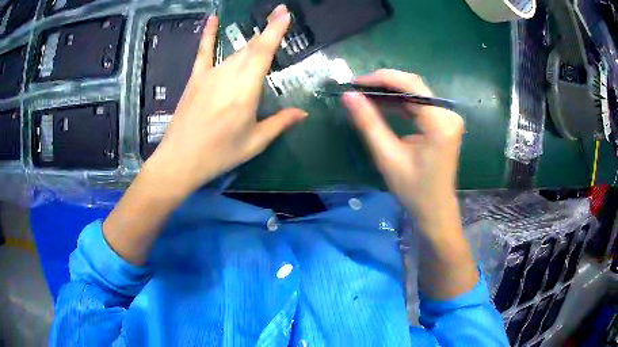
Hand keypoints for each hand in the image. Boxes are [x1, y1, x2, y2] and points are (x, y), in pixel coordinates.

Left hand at [147, 5, 306, 193]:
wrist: (180, 160)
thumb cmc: (219, 154)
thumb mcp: (255, 142)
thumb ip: (280, 123)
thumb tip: (303, 113)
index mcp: (246, 89)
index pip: (264, 51)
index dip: (276, 29)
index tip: (285, 12)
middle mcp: (229, 74)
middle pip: (251, 47)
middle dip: (268, 29)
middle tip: (280, 15)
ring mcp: (210, 74)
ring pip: (235, 51)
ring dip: (251, 42)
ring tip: (263, 34)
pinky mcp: (196, 78)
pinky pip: (204, 51)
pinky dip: (208, 34)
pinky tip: (212, 19)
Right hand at [342, 70, 464, 235]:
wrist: (435, 209)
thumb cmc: (413, 189)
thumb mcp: (387, 157)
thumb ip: (368, 123)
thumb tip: (348, 96)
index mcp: (440, 122)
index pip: (410, 85)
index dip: (381, 79)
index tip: (355, 83)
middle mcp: (448, 114)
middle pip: (414, 86)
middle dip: (384, 84)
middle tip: (357, 88)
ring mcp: (448, 117)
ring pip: (415, 92)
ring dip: (390, 92)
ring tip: (365, 95)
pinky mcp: (444, 122)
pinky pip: (419, 104)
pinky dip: (400, 102)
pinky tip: (382, 105)